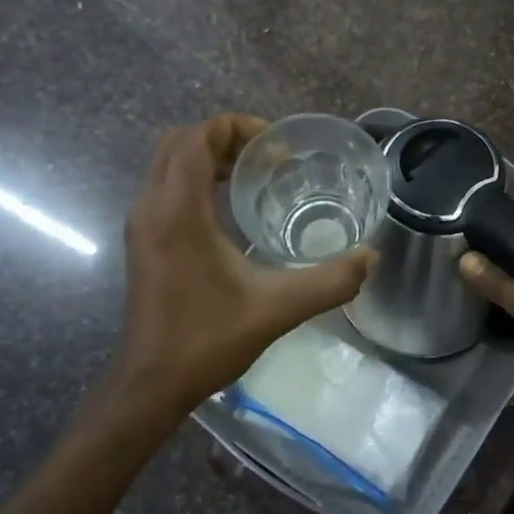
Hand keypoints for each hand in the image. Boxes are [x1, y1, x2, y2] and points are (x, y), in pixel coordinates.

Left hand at [98, 114, 374, 428]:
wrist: (150, 385)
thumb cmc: (206, 341)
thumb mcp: (277, 309)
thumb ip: (329, 281)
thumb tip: (371, 256)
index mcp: (177, 212)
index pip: (198, 137)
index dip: (238, 128)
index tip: (278, 150)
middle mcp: (151, 207)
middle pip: (180, 141)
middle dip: (225, 138)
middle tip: (270, 159)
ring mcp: (141, 224)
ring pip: (169, 163)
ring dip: (210, 157)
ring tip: (256, 176)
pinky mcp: (142, 240)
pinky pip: (166, 186)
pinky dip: (197, 179)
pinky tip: (233, 208)